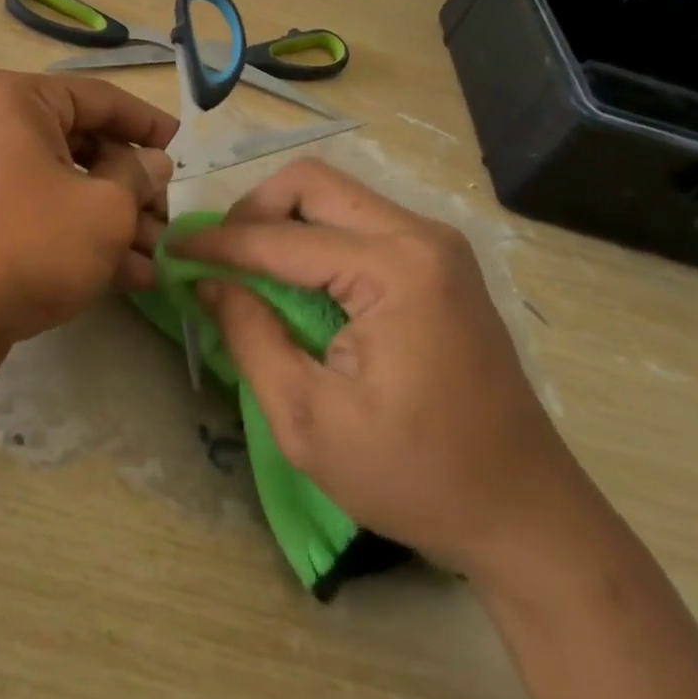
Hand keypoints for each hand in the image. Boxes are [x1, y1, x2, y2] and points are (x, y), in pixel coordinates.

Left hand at [0, 70, 176, 385]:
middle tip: (170, 216)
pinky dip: (84, 239)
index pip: (99, 98)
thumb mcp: (103, 207)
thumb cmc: (27, 241)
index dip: (147, 122)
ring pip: (68, 186)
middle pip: (84, 145)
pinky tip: (132, 276)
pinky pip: (45, 216)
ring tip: (161, 257)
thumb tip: (152, 163)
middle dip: (134, 186)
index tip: (182, 145)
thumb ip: (137, 178)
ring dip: (117, 220)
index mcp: (18, 101)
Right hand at [179, 159, 579, 577]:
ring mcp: (436, 244)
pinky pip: (359, 220)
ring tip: (249, 265)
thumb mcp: (307, 420)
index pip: (280, 238)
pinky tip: (294, 276)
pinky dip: (313, 235)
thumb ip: (249, 337)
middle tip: (219, 254)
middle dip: (252, 210)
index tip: (172, 247)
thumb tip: (208, 281)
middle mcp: (420, 236)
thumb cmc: (415, 475)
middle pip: (312, 183)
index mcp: (394, 270)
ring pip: (335, 195)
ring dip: (282, 218)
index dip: (217, 242)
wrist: (525, 514)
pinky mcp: (439, 262)